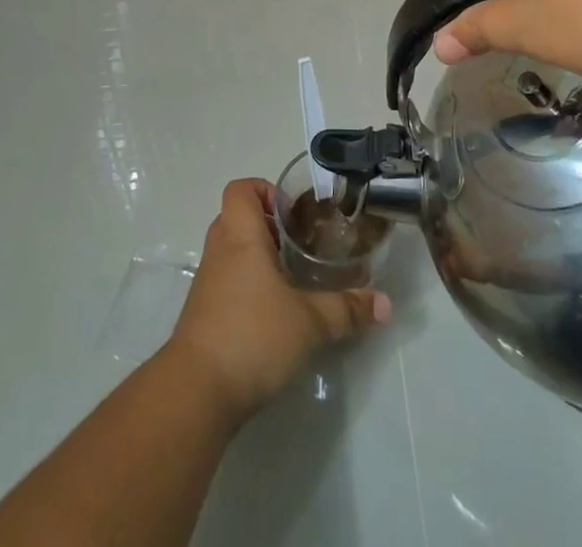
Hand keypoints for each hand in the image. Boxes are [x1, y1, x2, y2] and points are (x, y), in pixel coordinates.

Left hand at [164, 179, 390, 420]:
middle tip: (300, 246)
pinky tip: (273, 315)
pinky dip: (247, 288)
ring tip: (293, 281)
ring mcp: (207, 283)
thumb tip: (385, 304)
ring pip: (232, 252)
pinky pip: (226, 283)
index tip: (293, 214)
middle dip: (269, 227)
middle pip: (238, 218)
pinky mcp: (202, 314)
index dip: (265, 191)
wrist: (196, 392)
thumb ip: (347, 309)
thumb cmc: (252, 335)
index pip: (241, 189)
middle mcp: (219, 250)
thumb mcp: (310, 322)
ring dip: (258, 259)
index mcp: (240, 235)